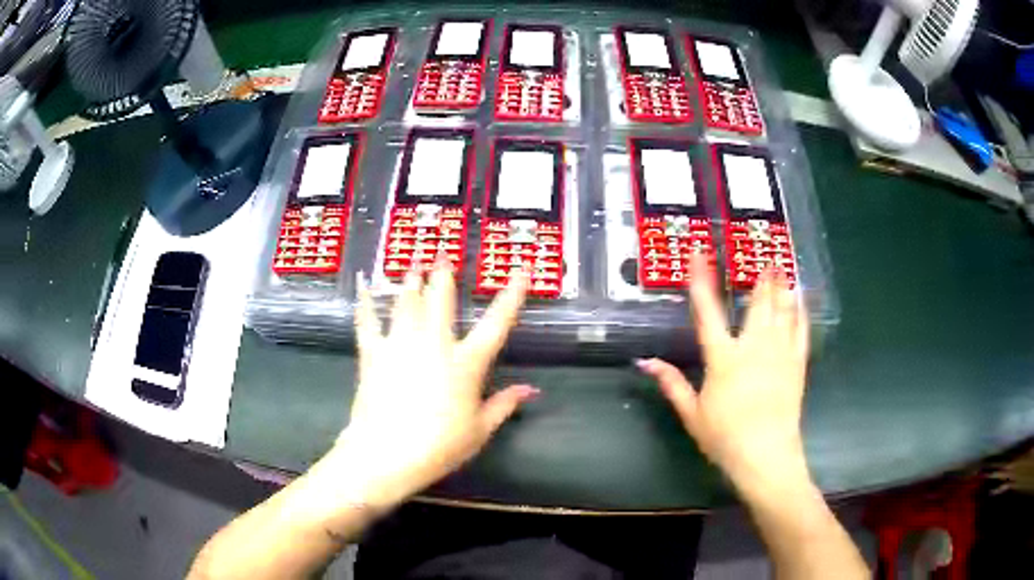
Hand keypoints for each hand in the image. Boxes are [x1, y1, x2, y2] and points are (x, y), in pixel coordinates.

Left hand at [329, 262, 537, 510]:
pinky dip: (365, 302)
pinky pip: (368, 321)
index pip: (497, 323)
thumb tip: (531, 390)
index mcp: (466, 363)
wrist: (386, 453)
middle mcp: (435, 344)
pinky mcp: (373, 353)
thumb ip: (505, 404)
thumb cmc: (439, 446)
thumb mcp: (480, 430)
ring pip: (407, 302)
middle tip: (442, 254)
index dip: (512, 295)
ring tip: (413, 265)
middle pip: (441, 300)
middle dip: (443, 275)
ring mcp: (401, 344)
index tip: (523, 270)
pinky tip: (362, 285)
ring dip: (411, 282)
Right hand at [638, 256, 809, 492]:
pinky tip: (801, 298)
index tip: (698, 253)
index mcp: (723, 358)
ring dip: (781, 286)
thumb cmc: (725, 436)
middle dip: (760, 277)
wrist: (765, 455)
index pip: (708, 311)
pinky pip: (801, 330)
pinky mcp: (797, 364)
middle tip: (763, 254)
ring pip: (782, 311)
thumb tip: (645, 362)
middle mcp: (753, 347)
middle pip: (757, 304)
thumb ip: (672, 384)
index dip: (701, 279)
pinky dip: (801, 311)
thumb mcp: (692, 413)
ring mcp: (779, 353)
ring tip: (782, 265)